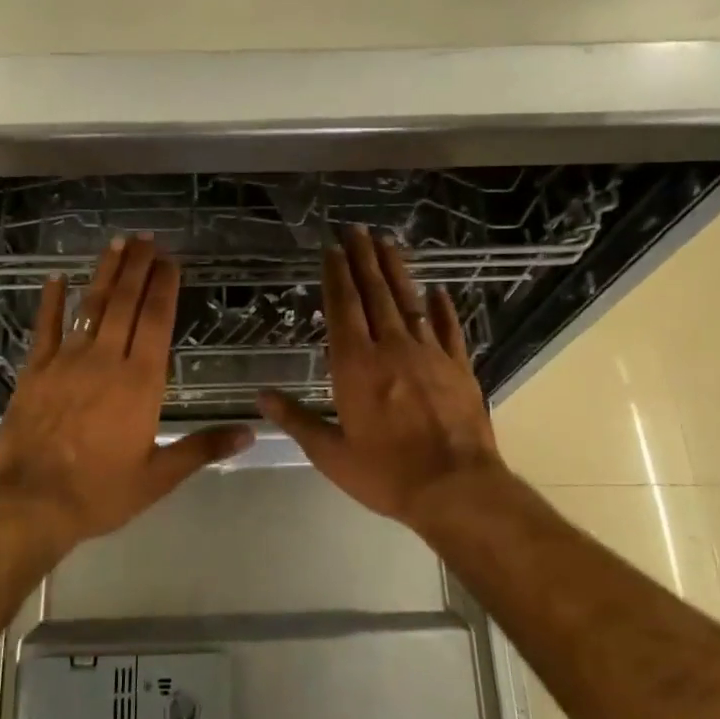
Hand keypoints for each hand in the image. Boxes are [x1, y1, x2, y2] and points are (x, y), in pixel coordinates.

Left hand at [0, 236, 253, 553]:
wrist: (30, 504)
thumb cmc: (100, 492)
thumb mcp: (159, 476)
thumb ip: (203, 448)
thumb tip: (250, 433)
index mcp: (140, 383)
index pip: (156, 322)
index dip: (164, 287)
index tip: (170, 261)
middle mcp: (105, 361)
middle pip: (125, 303)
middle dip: (137, 268)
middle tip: (146, 239)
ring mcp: (66, 362)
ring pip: (90, 307)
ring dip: (105, 273)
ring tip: (116, 244)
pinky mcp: (35, 371)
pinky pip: (45, 327)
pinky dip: (51, 301)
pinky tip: (56, 278)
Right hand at [260, 224, 505, 526]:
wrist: (456, 488)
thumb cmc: (387, 474)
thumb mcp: (331, 454)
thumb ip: (297, 420)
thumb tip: (261, 397)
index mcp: (356, 365)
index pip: (343, 308)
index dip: (336, 275)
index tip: (332, 249)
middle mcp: (392, 348)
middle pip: (375, 294)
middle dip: (363, 259)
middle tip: (357, 229)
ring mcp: (429, 354)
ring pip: (410, 302)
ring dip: (397, 271)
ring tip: (388, 243)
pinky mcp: (459, 367)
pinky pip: (449, 329)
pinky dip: (442, 308)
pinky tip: (438, 291)